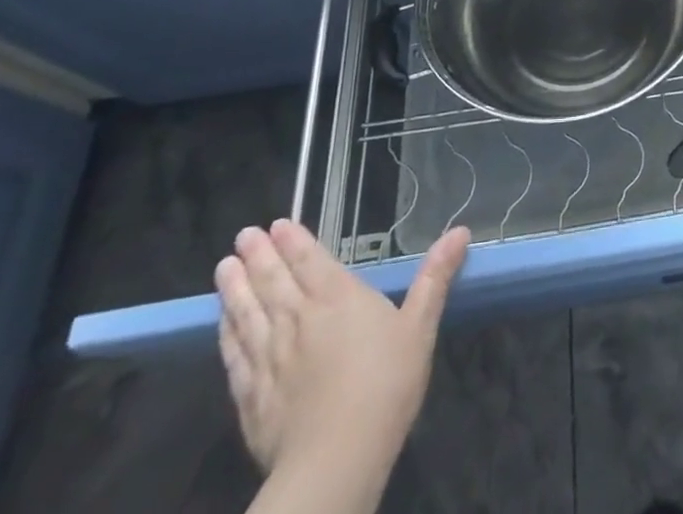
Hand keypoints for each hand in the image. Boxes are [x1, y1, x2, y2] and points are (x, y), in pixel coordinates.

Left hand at [215, 220, 469, 477]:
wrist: (336, 460)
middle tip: (243, 235)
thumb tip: (460, 230)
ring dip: (235, 288)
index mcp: (338, 298)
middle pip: (274, 281)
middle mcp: (299, 319)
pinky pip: (235, 355)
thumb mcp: (420, 326)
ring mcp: (270, 358)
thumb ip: (435, 277)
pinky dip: (227, 333)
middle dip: (259, 256)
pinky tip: (222, 323)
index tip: (275, 224)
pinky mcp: (251, 396)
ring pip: (248, 314)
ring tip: (223, 267)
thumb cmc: (386, 385)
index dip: (294, 241)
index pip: (310, 261)